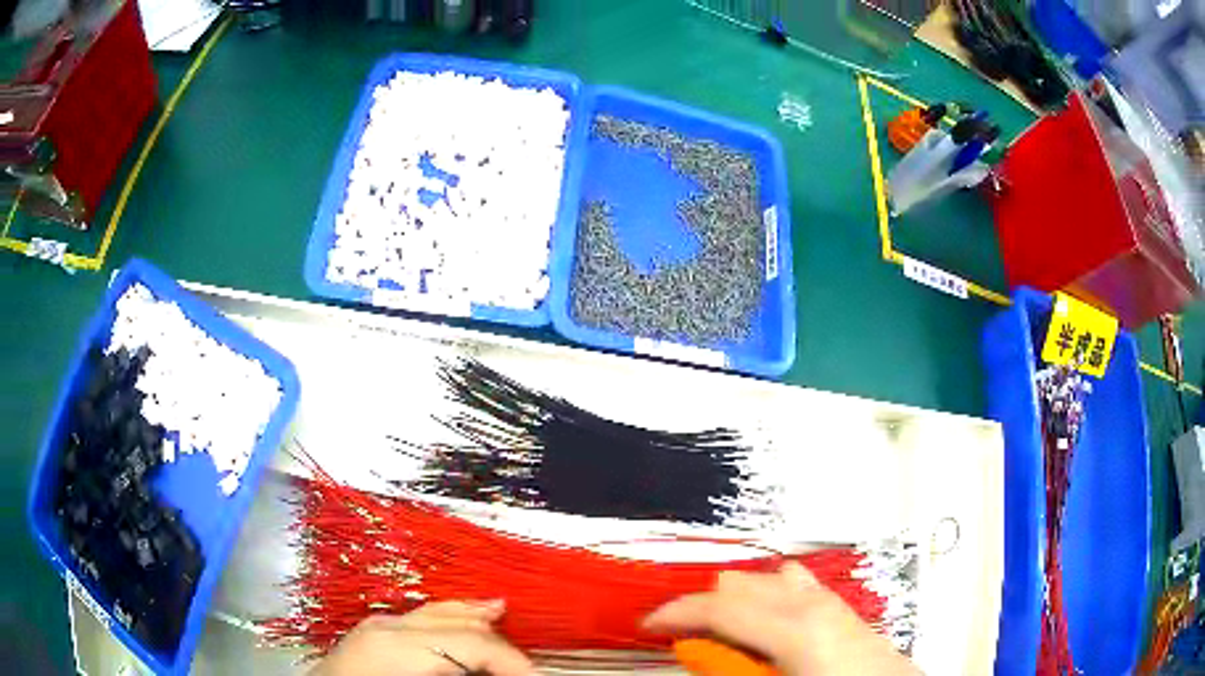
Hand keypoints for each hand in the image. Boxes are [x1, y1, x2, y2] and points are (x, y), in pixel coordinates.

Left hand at [310, 600, 534, 675]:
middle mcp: (389, 625)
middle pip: (460, 623)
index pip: (475, 643)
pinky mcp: (372, 631)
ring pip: (441, 612)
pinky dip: (452, 619)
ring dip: (478, 623)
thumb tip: (501, 672)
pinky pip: (422, 617)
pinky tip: (467, 618)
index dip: (514, 662)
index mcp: (398, 645)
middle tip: (529, 667)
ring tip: (509, 622)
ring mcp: (377, 625)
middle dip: (500, 645)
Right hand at [643, 562, 918, 675]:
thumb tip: (697, 649)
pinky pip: (793, 587)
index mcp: (793, 627)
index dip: (675, 613)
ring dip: (737, 601)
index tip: (649, 625)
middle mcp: (811, 604)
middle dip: (705, 607)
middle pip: (739, 582)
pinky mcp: (840, 608)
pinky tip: (765, 630)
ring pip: (766, 578)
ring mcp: (829, 601)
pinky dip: (766, 600)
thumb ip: (729, 666)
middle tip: (689, 641)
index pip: (718, 605)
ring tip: (726, 636)